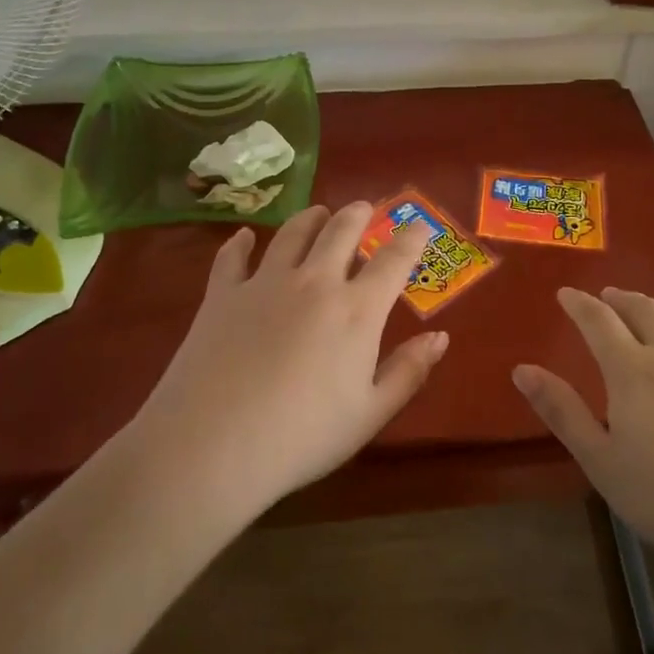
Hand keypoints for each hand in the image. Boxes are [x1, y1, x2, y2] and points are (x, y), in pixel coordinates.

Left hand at [127, 203, 445, 522]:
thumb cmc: (302, 437)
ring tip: (318, 213)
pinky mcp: (222, 294)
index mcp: (356, 310)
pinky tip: (245, 236)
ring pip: (293, 233)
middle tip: (363, 208)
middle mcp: (315, 282)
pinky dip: (241, 242)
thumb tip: (440, 337)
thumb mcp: (369, 414)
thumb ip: (408, 372)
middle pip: (341, 231)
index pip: (393, 260)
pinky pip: (233, 256)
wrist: (213, 445)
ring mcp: (265, 283)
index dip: (410, 239)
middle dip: (358, 214)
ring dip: (311, 218)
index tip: (419, 226)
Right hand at [513, 288, 653, 580]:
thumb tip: (523, 369)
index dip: (579, 303)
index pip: (598, 321)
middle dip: (619, 299)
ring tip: (653, 315)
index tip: (566, 294)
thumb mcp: (603, 464)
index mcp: (633, 371)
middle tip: (606, 297)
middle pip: (644, 309)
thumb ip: (562, 412)